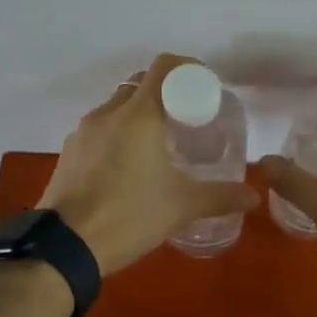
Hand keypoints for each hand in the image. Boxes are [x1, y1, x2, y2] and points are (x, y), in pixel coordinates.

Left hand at [39, 53, 259, 275]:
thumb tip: (253, 196)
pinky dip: (117, 134)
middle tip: (185, 118)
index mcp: (138, 115)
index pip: (164, 68)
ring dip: (138, 115)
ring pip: (117, 107)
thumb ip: (219, 197)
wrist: (63, 248)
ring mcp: (83, 132)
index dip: (187, 69)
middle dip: (164, 93)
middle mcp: (108, 113)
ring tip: (158, 144)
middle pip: (139, 85)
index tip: (203, 86)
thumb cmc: (128, 216)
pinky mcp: (69, 152)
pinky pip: (99, 130)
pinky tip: (127, 166)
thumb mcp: (180, 206)